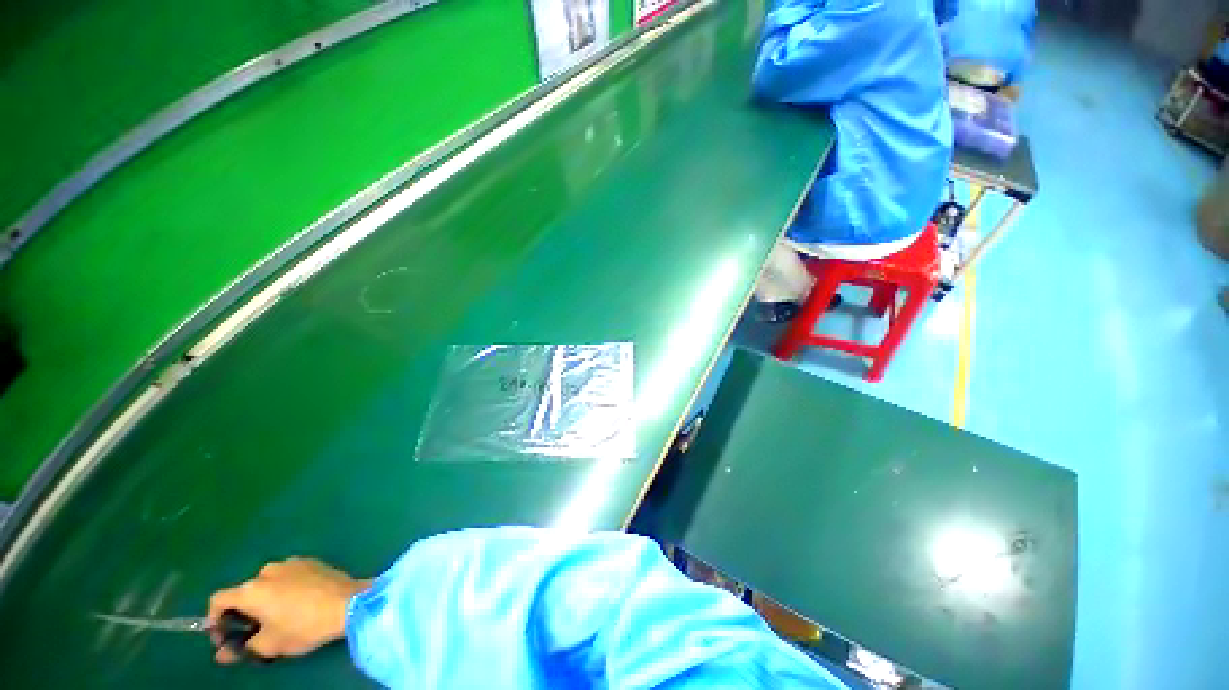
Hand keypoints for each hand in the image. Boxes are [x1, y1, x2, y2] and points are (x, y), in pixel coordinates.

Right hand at [207, 557, 370, 663]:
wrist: (349, 603)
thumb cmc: (304, 626)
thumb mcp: (269, 645)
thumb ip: (241, 649)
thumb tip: (221, 654)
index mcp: (251, 589)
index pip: (218, 600)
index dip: (214, 620)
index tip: (225, 638)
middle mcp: (268, 570)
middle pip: (245, 592)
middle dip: (244, 613)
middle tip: (254, 632)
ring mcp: (292, 562)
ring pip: (268, 583)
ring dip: (266, 600)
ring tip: (278, 619)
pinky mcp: (312, 561)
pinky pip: (288, 576)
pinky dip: (285, 589)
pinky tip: (299, 604)